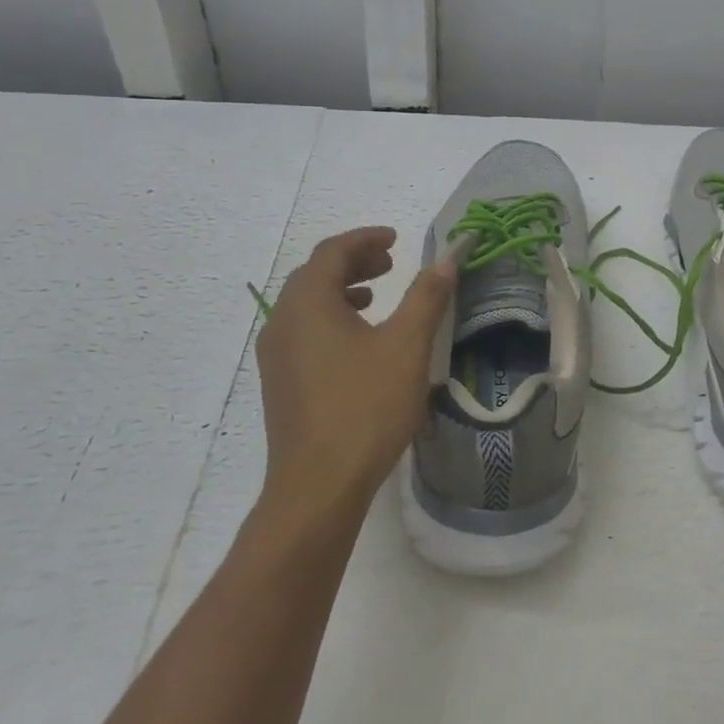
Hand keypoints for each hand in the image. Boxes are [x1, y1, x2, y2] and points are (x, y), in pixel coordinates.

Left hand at [254, 226, 456, 515]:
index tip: (396, 239)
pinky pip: (304, 331)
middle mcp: (283, 321)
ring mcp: (276, 354)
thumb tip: (447, 256)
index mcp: (308, 303)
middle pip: (316, 274)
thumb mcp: (406, 346)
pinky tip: (359, 342)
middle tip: (391, 263)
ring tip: (377, 296)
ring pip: (307, 304)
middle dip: (354, 262)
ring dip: (342, 290)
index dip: (366, 238)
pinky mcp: (280, 382)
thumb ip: (427, 296)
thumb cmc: (365, 407)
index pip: (333, 252)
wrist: (318, 485)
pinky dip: (331, 318)